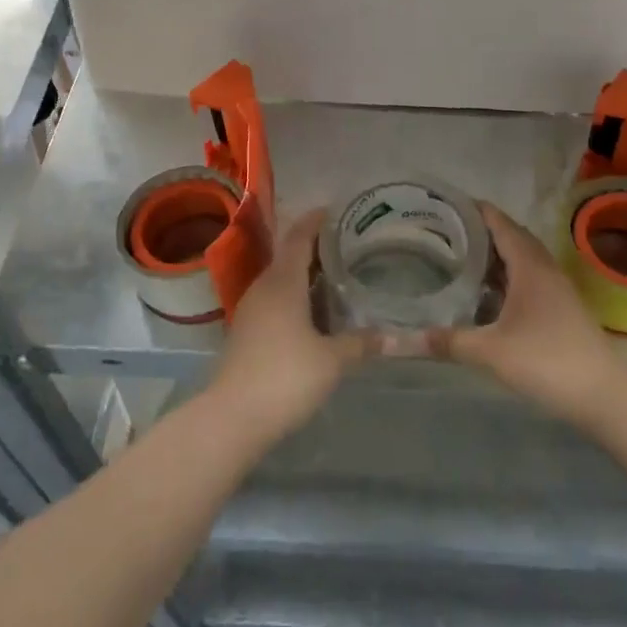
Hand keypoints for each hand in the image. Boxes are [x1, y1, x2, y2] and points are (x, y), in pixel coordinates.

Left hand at [205, 210, 377, 448]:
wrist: (232, 416)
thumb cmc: (285, 377)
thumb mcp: (332, 360)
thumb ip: (361, 343)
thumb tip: (394, 337)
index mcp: (283, 282)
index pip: (299, 238)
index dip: (315, 221)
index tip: (333, 210)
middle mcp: (264, 287)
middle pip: (288, 256)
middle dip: (314, 247)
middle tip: (345, 245)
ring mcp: (251, 310)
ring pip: (280, 280)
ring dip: (303, 274)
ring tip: (334, 275)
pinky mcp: (246, 332)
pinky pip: (273, 300)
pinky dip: (294, 296)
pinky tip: (313, 313)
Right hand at [429, 203, 626, 429]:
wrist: (606, 395)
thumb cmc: (548, 361)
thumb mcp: (491, 352)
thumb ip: (448, 341)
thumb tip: (403, 338)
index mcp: (528, 265)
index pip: (498, 222)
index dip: (473, 209)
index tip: (443, 203)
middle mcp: (543, 268)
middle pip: (509, 236)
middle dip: (478, 230)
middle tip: (442, 231)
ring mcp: (555, 288)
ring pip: (519, 259)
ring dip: (493, 254)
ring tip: (457, 256)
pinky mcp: (559, 308)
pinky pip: (526, 277)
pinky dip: (504, 276)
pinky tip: (485, 294)